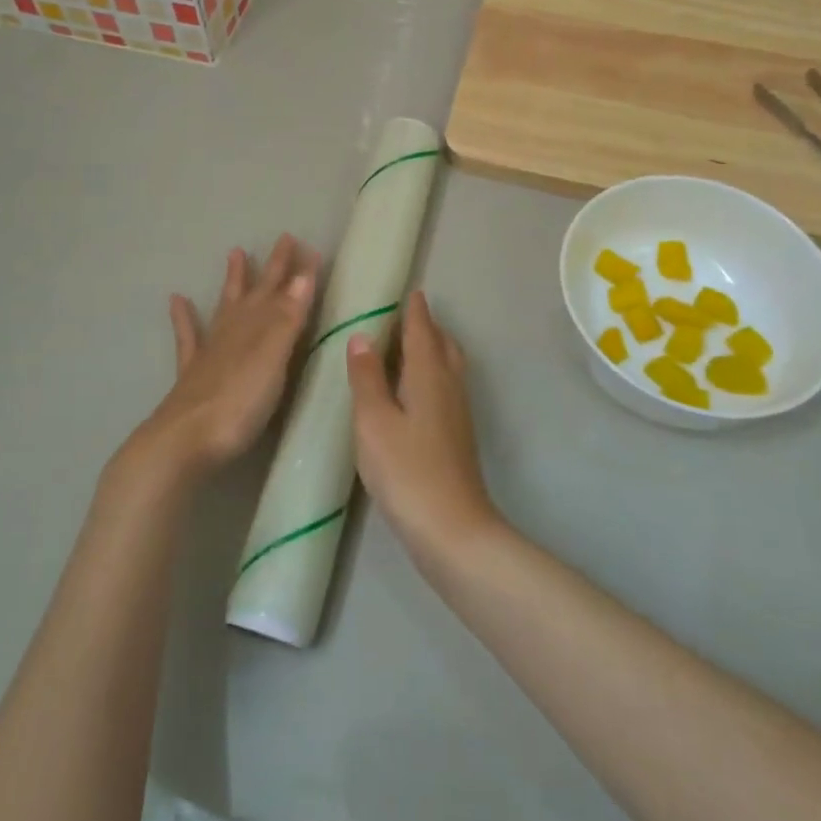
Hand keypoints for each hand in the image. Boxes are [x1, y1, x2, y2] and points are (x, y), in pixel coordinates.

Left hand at [117, 235, 318, 489]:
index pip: (283, 292)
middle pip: (256, 293)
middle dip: (272, 268)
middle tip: (284, 238)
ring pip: (225, 306)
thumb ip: (287, 319)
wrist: (185, 440)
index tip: (310, 247)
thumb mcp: (273, 359)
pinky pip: (188, 336)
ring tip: (236, 252)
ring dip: (233, 280)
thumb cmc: (239, 403)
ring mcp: (210, 350)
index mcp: (257, 328)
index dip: (298, 272)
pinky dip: (184, 316)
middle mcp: (234, 330)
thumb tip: (302, 275)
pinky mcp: (192, 372)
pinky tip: (177, 299)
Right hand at [347, 292, 501, 567]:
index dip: (415, 310)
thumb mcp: (374, 421)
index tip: (410, 291)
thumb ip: (367, 377)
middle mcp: (449, 386)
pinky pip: (446, 387)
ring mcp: (457, 413)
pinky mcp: (457, 437)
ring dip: (433, 349)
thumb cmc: (407, 470)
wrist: (452, 530)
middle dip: (428, 327)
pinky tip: (416, 391)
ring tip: (410, 347)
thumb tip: (362, 336)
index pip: (422, 331)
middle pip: (443, 345)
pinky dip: (433, 374)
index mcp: (428, 375)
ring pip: (449, 367)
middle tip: (407, 316)